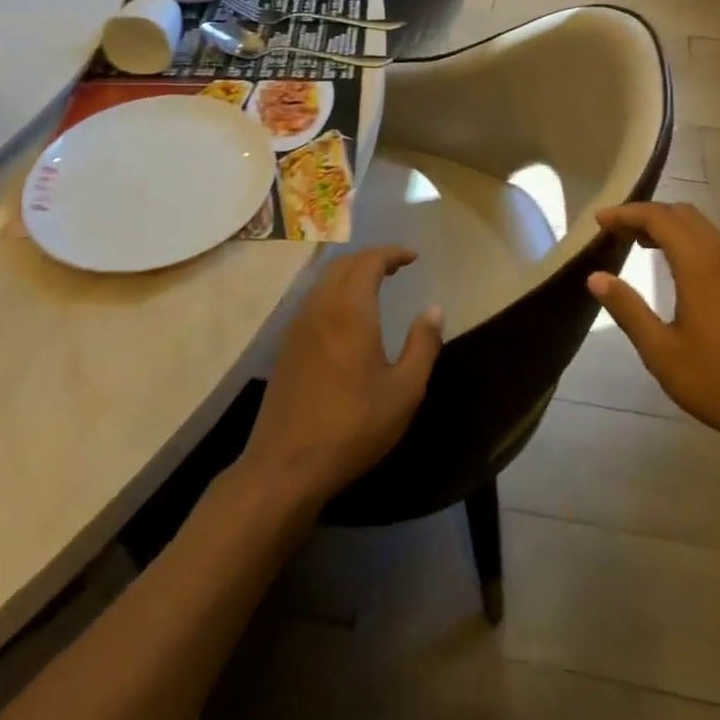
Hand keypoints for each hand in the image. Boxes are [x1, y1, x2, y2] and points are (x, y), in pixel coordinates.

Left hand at [240, 247, 442, 508]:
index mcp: (350, 310)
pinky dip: (334, 292)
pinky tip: (346, 316)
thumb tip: (434, 309)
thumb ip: (423, 344)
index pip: (368, 261)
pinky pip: (312, 301)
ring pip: (324, 281)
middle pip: (343, 264)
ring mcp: (297, 327)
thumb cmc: (353, 426)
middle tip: (396, 267)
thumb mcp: (404, 390)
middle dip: (370, 259)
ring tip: (374, 285)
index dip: (391, 253)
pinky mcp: (286, 347)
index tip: (412, 257)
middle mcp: (319, 307)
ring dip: (350, 274)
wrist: (286, 466)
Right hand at [589, 202, 719, 473]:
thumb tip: (596, 277)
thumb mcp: (662, 351)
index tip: (599, 220)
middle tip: (616, 231)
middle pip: (683, 214)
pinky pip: (716, 248)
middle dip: (647, 215)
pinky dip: (688, 244)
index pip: (659, 218)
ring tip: (638, 245)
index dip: (627, 213)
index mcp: (701, 264)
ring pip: (703, 229)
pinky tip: (675, 270)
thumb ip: (628, 309)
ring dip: (669, 228)